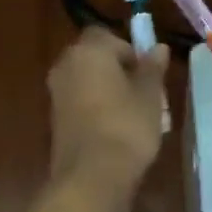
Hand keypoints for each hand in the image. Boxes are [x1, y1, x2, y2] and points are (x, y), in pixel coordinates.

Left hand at [48, 28, 169, 199]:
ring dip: (107, 90)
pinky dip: (95, 107)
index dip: (129, 49)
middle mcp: (65, 66)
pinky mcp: (54, 118)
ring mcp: (55, 93)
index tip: (147, 72)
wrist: (91, 176)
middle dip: (118, 70)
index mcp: (87, 52)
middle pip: (94, 57)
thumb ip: (152, 68)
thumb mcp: (149, 96)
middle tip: (144, 93)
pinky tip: (115, 129)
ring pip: (86, 81)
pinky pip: (78, 102)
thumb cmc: (127, 127)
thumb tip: (158, 48)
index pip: (107, 35)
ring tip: (134, 114)